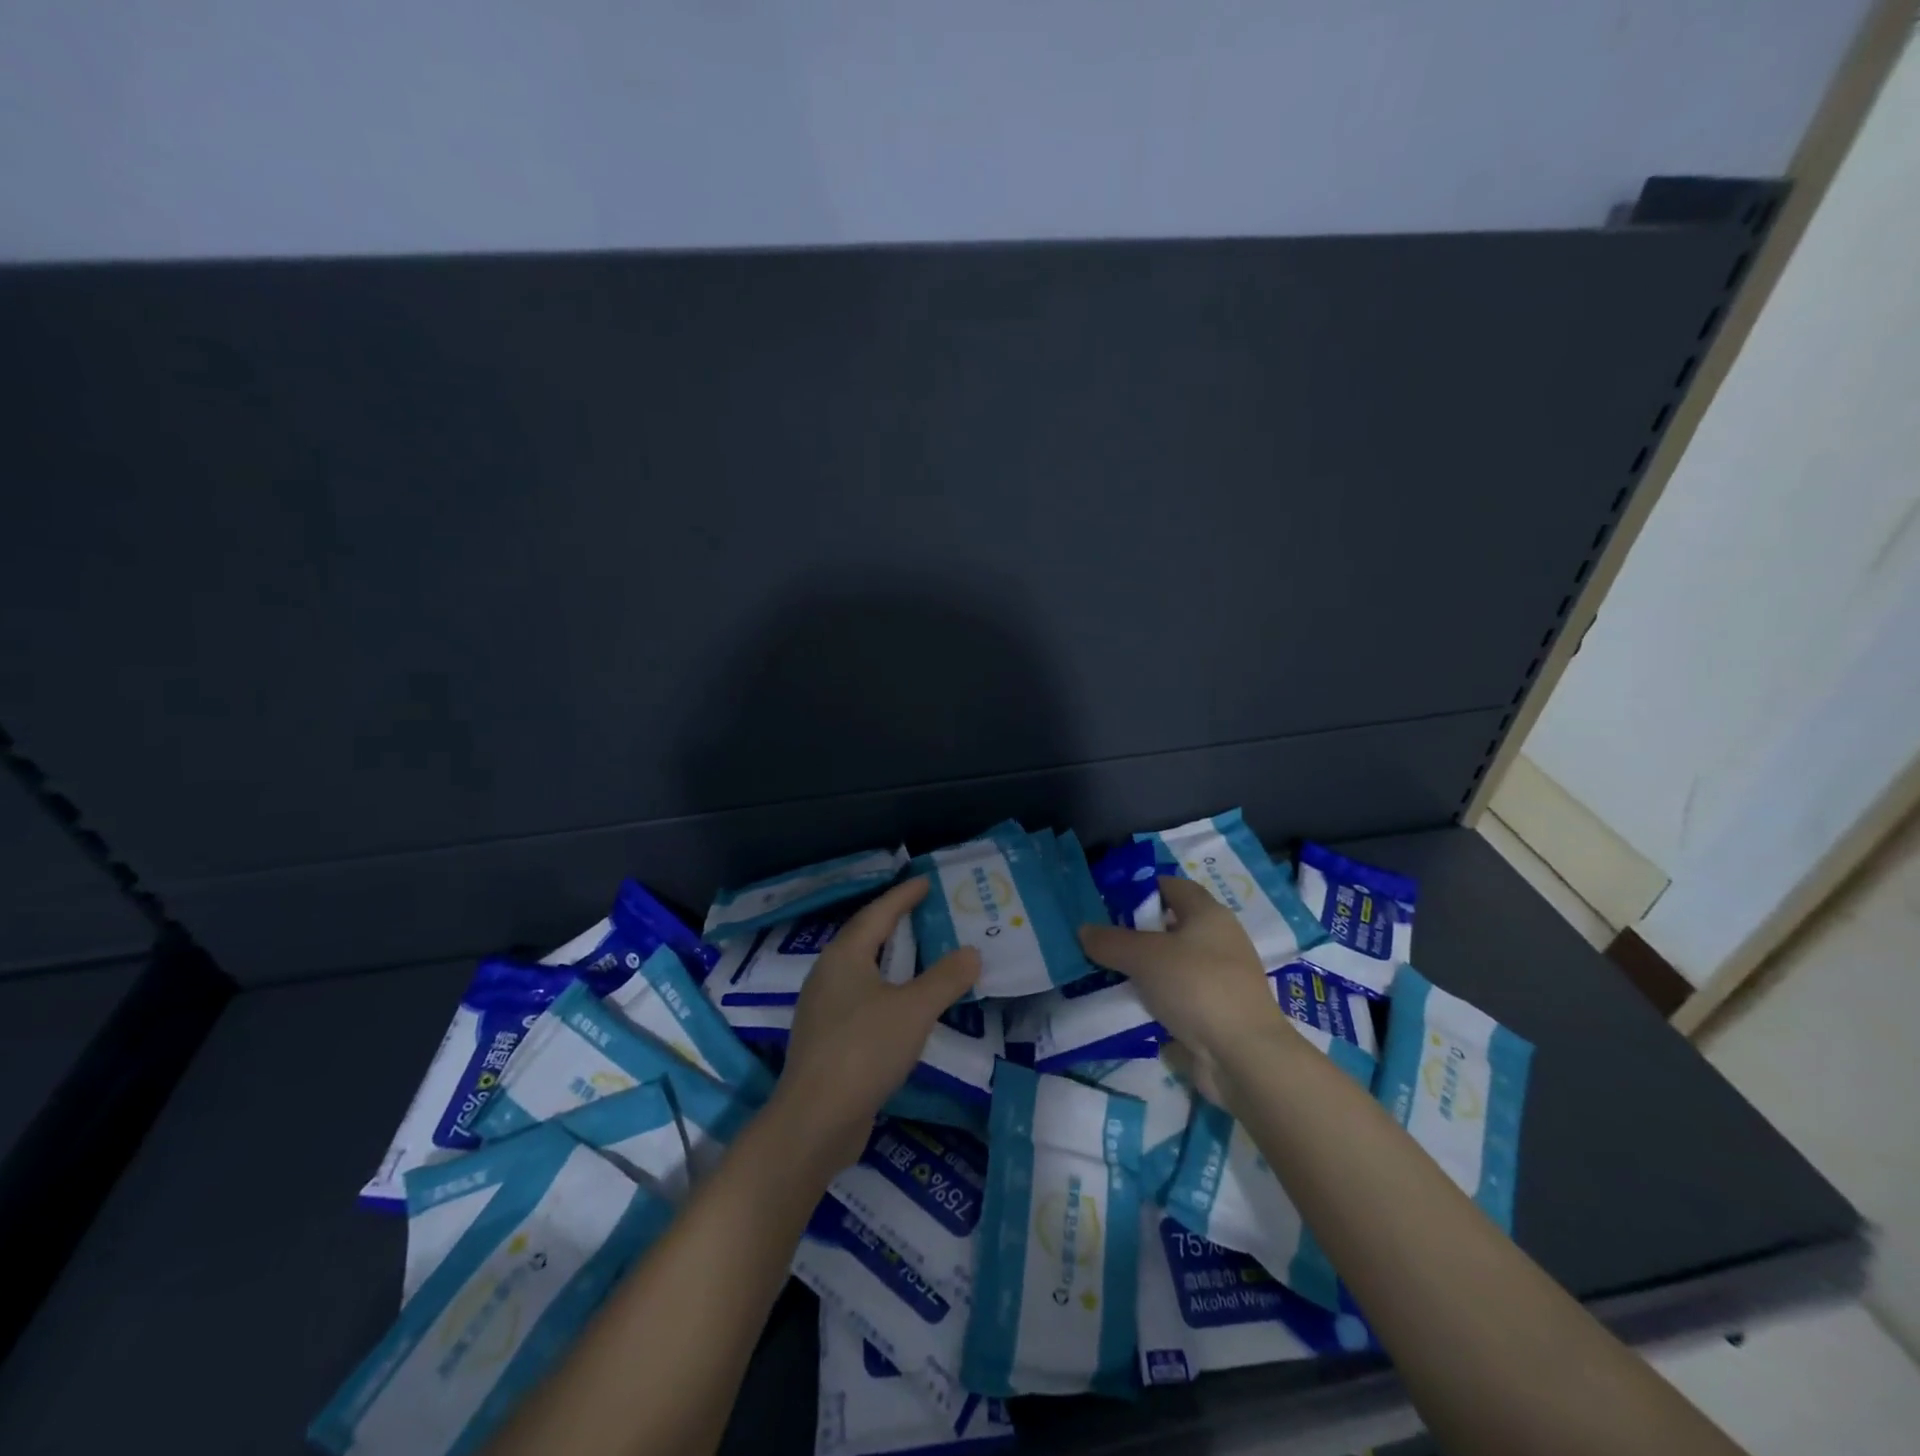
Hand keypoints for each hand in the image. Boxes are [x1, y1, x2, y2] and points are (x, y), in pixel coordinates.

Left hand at [776, 877, 979, 1169]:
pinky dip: (884, 989)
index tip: (925, 881)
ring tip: (916, 953)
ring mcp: (822, 1008)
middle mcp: (827, 974)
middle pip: (863, 937)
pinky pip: (859, 998)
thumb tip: (971, 952)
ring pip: (860, 970)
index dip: (903, 896)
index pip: (877, 913)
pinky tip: (900, 1004)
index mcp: (845, 956)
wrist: (815, 1119)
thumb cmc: (864, 1050)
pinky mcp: (826, 1039)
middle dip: (893, 922)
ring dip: (888, 957)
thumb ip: (945, 978)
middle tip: (923, 911)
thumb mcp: (914, 1009)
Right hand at [1079, 876, 1283, 1064]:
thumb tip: (1084, 930)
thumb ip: (1111, 941)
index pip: (1171, 886)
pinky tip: (1130, 1005)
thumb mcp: (1144, 957)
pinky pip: (1178, 994)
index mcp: (1209, 914)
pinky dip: (1155, 997)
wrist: (1244, 1056)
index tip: (1108, 902)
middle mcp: (1219, 939)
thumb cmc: (1196, 987)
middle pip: (1170, 925)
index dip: (1140, 889)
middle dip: (1135, 932)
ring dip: (1143, 968)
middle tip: (1100, 940)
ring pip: (1172, 962)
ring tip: (1106, 973)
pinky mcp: (1217, 1011)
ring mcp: (1220, 977)